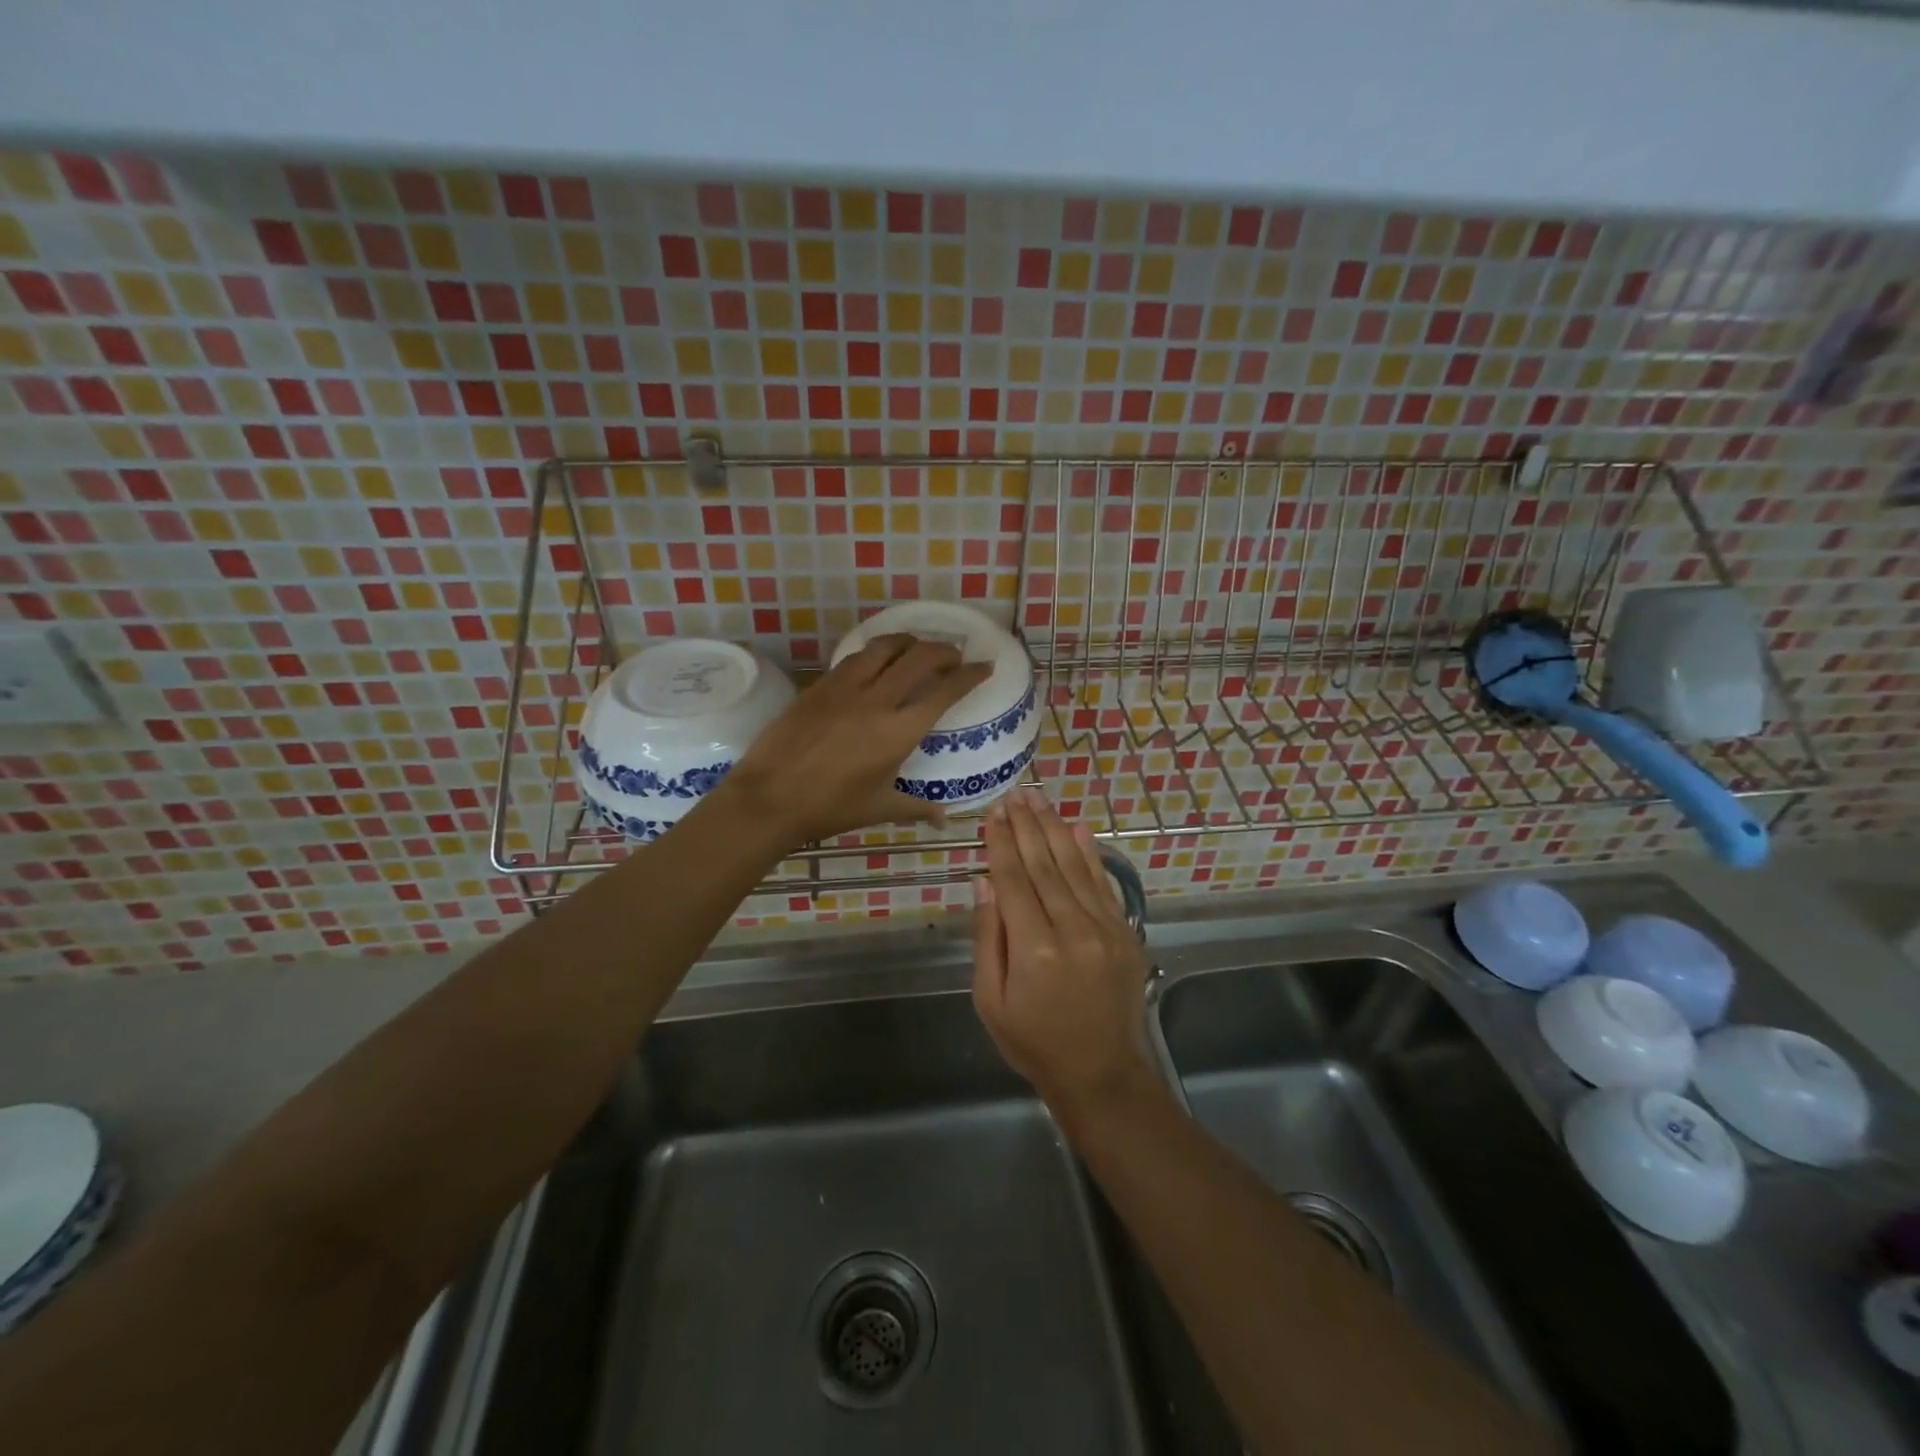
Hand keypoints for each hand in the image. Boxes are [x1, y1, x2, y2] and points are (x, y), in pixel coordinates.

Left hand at [726, 635, 991, 846]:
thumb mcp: (879, 808)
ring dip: (909, 642)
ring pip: (885, 646)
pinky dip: (876, 652)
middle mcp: (877, 700)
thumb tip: (943, 819)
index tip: (984, 666)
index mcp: (899, 731)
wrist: (769, 797)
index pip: (944, 691)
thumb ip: (916, 808)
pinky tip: (877, 661)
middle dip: (944, 651)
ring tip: (918, 648)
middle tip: (954, 656)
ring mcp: (846, 687)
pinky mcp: (821, 684)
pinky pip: (856, 656)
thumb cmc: (829, 808)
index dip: (969, 675)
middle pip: (920, 657)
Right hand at [971, 788, 1154, 1111]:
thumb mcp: (991, 1000)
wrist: (1102, 1074)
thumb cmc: (1034, 1042)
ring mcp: (1105, 929)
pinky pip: (1103, 884)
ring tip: (1038, 799)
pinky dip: (1089, 854)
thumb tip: (984, 882)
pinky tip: (1078, 829)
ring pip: (1074, 866)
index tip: (994, 813)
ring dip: (1055, 829)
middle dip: (1027, 826)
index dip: (1001, 843)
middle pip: (1044, 864)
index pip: (1014, 880)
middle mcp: (1072, 929)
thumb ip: (988, 937)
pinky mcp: (1125, 932)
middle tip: (1015, 794)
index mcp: (1034, 949)